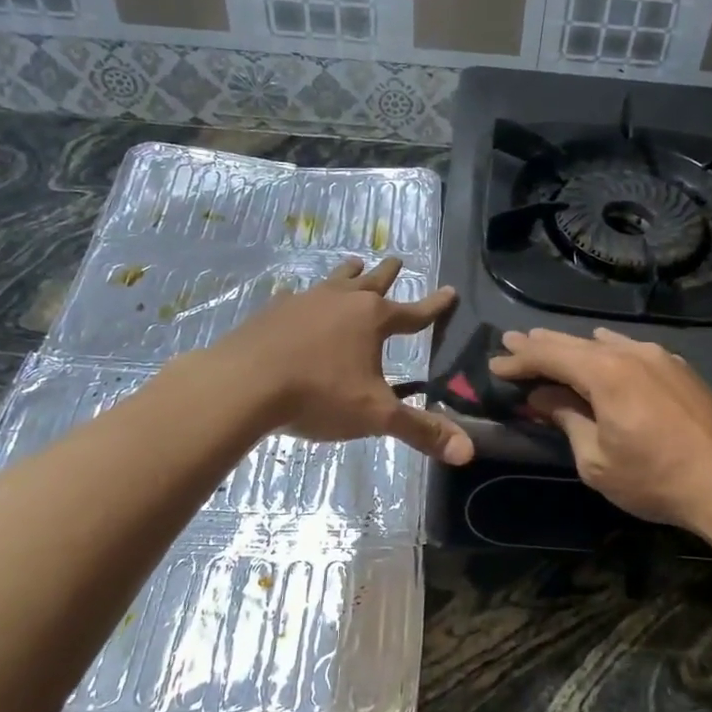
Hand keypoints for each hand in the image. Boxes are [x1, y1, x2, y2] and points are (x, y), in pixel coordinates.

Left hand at [210, 257, 473, 464]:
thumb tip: (467, 451)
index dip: (435, 305)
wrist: (244, 383)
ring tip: (354, 262)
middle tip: (398, 259)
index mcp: (372, 320)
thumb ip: (420, 430)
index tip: (449, 290)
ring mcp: (304, 302)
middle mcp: (342, 301)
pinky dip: (303, 297)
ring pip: (334, 281)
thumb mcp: (375, 415)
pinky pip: (295, 297)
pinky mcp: (273, 312)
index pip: (414, 312)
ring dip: (348, 273)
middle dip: (388, 274)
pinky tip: (294, 297)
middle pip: (372, 283)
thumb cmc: (318, 394)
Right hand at [489, 327, 711, 541]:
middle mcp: (632, 353)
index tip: (495, 363)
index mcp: (606, 372)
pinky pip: (632, 350)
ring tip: (548, 345)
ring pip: (605, 344)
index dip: (519, 359)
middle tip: (511, 342)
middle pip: (575, 343)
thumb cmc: (657, 481)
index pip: (550, 355)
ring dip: (574, 347)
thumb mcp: (597, 460)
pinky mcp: (681, 369)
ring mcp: (661, 357)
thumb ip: (567, 420)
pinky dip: (606, 352)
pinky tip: (602, 350)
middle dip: (540, 345)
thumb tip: (543, 398)